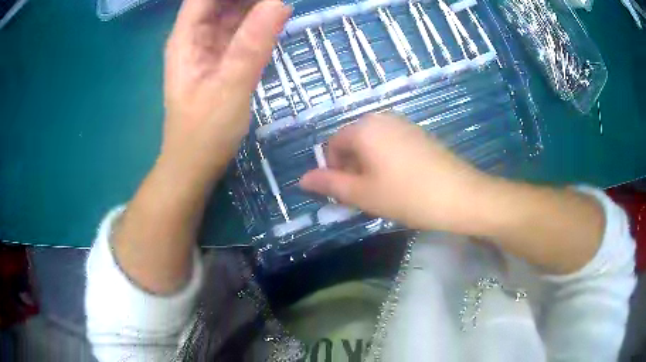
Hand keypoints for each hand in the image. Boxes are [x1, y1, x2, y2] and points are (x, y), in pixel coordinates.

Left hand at [161, 0, 290, 185]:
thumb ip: (252, 45)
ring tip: (280, 5)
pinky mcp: (221, 59)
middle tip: (278, 0)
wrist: (195, 165)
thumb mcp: (229, 88)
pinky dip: (257, 22)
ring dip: (255, 5)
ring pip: (231, 13)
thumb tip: (278, 2)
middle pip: (219, 1)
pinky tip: (277, 17)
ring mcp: (208, 47)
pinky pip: (240, 31)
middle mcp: (194, 37)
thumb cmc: (204, 133)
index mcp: (186, 38)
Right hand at [300, 113, 493, 232]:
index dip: (333, 171)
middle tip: (366, 195)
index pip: (332, 145)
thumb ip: (329, 185)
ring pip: (371, 145)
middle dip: (351, 169)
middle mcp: (381, 118)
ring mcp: (403, 124)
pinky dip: (386, 162)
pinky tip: (401, 182)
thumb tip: (302, 179)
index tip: (348, 193)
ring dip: (368, 167)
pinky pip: (390, 144)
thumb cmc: (407, 195)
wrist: (460, 195)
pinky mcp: (418, 134)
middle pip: (352, 142)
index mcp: (364, 128)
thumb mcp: (363, 194)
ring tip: (384, 191)